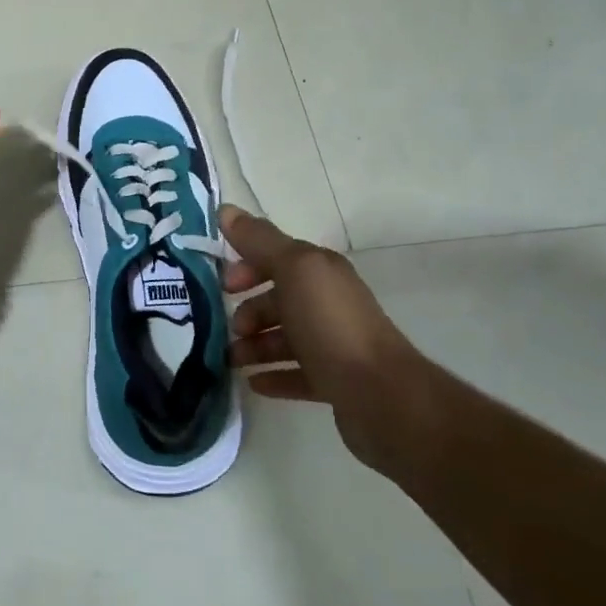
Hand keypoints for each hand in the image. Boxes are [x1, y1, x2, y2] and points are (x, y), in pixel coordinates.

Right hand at [220, 205, 423, 472]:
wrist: (382, 395)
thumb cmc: (332, 325)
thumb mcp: (294, 271)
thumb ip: (259, 241)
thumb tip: (226, 210)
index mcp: (320, 272)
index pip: (276, 257)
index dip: (246, 266)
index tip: (223, 286)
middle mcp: (328, 302)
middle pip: (278, 299)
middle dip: (249, 310)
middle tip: (230, 330)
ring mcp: (332, 343)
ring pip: (284, 338)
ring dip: (254, 345)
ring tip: (233, 361)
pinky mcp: (334, 381)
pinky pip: (296, 374)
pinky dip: (273, 375)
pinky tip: (254, 383)